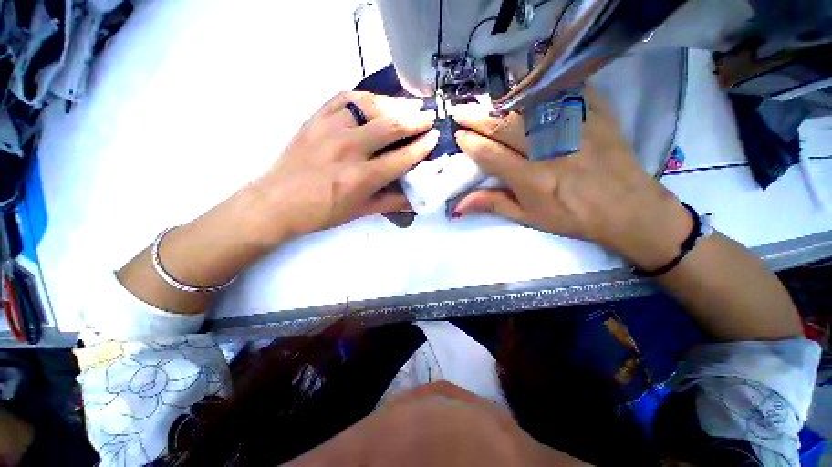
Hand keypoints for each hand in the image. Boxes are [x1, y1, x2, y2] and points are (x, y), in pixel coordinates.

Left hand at [245, 91, 438, 246]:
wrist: (278, 202)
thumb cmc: (323, 212)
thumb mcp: (362, 212)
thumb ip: (392, 202)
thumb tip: (418, 197)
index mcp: (362, 177)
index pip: (402, 157)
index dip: (422, 146)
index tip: (434, 137)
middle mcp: (349, 149)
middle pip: (391, 126)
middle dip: (416, 119)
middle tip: (429, 116)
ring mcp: (330, 129)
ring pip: (370, 106)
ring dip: (394, 104)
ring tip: (409, 106)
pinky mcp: (315, 118)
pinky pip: (344, 98)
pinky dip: (365, 97)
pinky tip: (376, 101)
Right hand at [452, 90, 691, 269]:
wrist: (628, 208)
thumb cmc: (573, 217)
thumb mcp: (529, 217)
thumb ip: (494, 204)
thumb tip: (459, 205)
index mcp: (532, 179)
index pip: (490, 154)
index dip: (470, 143)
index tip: (459, 137)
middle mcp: (551, 150)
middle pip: (505, 126)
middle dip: (477, 118)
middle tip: (461, 112)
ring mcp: (576, 128)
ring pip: (530, 104)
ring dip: (502, 101)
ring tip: (487, 103)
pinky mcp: (598, 113)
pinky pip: (567, 89)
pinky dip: (543, 84)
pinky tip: (527, 86)